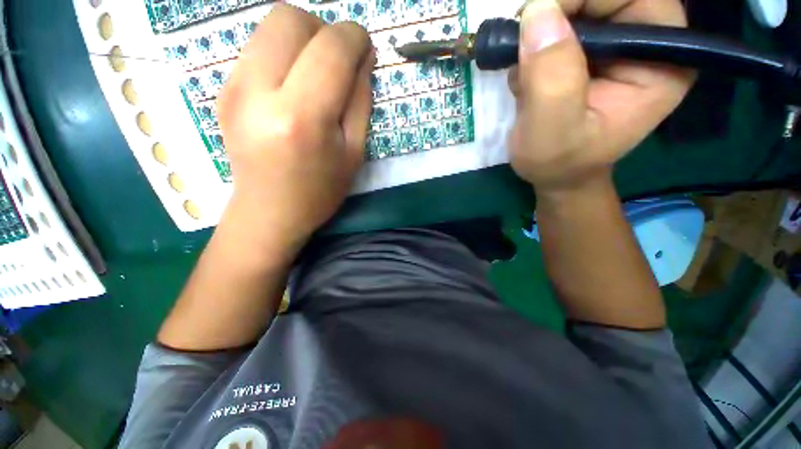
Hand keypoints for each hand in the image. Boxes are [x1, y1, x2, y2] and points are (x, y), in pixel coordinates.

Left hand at [216, 4, 374, 247]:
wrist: (269, 212)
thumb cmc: (320, 191)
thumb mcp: (355, 153)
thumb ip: (360, 101)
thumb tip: (363, 57)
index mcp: (301, 118)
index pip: (330, 49)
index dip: (354, 38)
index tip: (365, 49)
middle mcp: (258, 92)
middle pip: (290, 18)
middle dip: (323, 29)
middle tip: (338, 61)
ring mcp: (233, 87)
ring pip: (270, 26)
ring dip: (303, 39)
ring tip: (316, 74)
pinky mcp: (223, 89)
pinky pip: (258, 48)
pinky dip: (284, 54)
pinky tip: (293, 86)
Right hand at [508, 0, 693, 194]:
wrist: (556, 174)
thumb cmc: (559, 163)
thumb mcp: (552, 131)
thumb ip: (551, 78)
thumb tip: (537, 12)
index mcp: (662, 60)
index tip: (535, 22)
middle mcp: (646, 43)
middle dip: (556, 13)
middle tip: (523, 50)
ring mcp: (617, 45)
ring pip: (577, 7)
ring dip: (540, 33)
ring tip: (525, 76)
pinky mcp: (591, 52)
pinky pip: (561, 25)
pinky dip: (535, 45)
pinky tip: (527, 79)